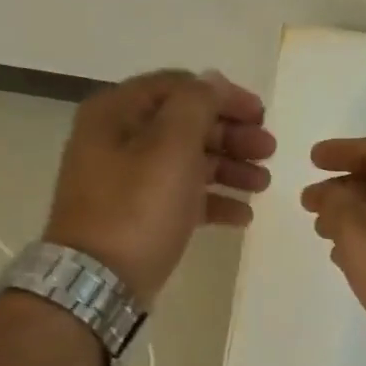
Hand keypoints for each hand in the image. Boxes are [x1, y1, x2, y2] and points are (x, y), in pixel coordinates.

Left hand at [44, 69, 274, 305]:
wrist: (97, 283)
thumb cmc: (137, 207)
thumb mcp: (171, 146)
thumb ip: (196, 104)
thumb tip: (212, 82)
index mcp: (117, 113)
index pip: (178, 86)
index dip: (223, 96)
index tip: (261, 115)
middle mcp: (119, 140)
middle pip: (186, 124)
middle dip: (232, 135)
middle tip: (269, 150)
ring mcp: (128, 180)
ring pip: (188, 161)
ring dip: (229, 168)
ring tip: (262, 184)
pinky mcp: (139, 215)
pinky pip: (183, 197)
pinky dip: (214, 201)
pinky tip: (243, 216)